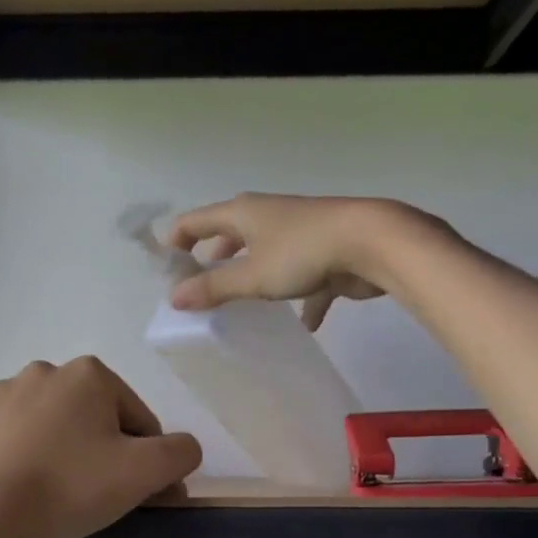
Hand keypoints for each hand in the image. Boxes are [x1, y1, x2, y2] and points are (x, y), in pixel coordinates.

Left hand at [0, 357, 201, 537]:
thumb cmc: (69, 485)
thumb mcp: (144, 472)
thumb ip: (181, 453)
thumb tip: (184, 450)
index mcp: (90, 374)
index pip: (140, 421)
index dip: (149, 462)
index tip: (143, 497)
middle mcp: (46, 371)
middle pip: (98, 421)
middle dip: (108, 455)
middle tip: (103, 500)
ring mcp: (5, 395)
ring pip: (59, 429)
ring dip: (70, 456)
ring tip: (63, 499)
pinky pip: (22, 440)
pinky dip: (34, 460)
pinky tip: (30, 491)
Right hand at [166, 193, 452, 329]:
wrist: (372, 243)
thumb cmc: (302, 253)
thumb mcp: (251, 276)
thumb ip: (213, 288)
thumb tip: (173, 297)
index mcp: (243, 213)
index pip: (195, 221)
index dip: (176, 241)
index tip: (165, 270)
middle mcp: (267, 217)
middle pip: (230, 235)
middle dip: (214, 260)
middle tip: (199, 289)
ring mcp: (298, 233)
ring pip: (266, 255)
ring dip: (253, 277)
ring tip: (241, 304)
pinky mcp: (325, 253)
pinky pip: (305, 277)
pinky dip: (303, 298)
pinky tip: (306, 324)